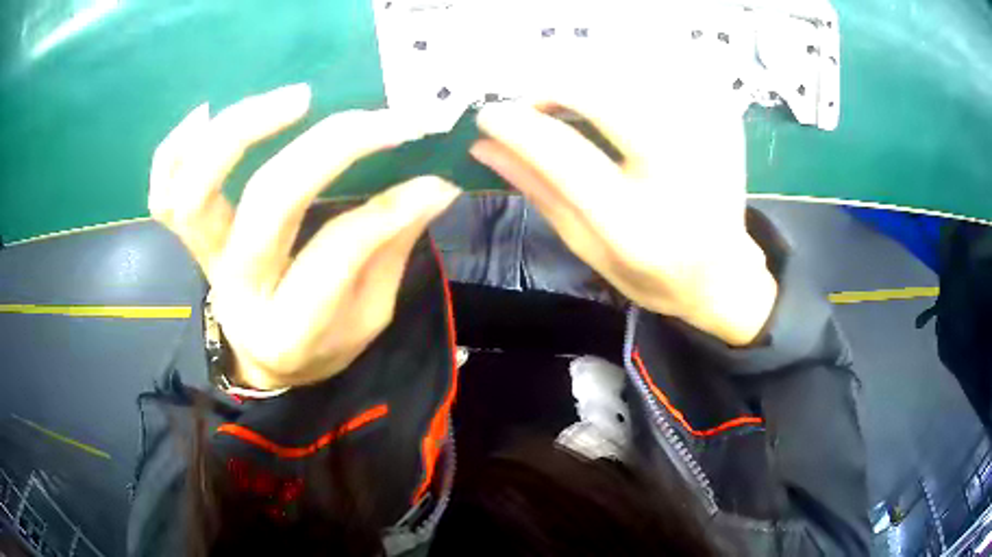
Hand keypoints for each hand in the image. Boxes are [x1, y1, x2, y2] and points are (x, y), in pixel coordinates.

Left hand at [150, 84, 459, 389]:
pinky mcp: (190, 240)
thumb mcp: (369, 316)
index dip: (388, 207)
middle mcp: (237, 292)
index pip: (337, 253)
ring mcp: (204, 261)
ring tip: (294, 99)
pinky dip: (174, 148)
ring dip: (240, 130)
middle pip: (268, 204)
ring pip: (196, 191)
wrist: (264, 362)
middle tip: (372, 118)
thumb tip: (432, 184)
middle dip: (328, 148)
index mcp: (290, 330)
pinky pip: (161, 192)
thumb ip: (391, 248)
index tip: (432, 175)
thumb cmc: (321, 343)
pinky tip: (206, 112)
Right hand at [470, 94, 776, 345]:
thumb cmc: (652, 273)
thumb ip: (539, 193)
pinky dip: (632, 73)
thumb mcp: (587, 247)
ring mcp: (708, 144)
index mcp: (635, 227)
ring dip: (591, 75)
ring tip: (573, 98)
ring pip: (636, 75)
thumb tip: (486, 146)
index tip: (488, 114)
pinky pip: (668, 73)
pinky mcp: (723, 124)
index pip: (566, 157)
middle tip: (535, 100)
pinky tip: (621, 95)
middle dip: (556, 86)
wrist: (724, 276)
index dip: (519, 127)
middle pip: (607, 98)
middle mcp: (677, 179)